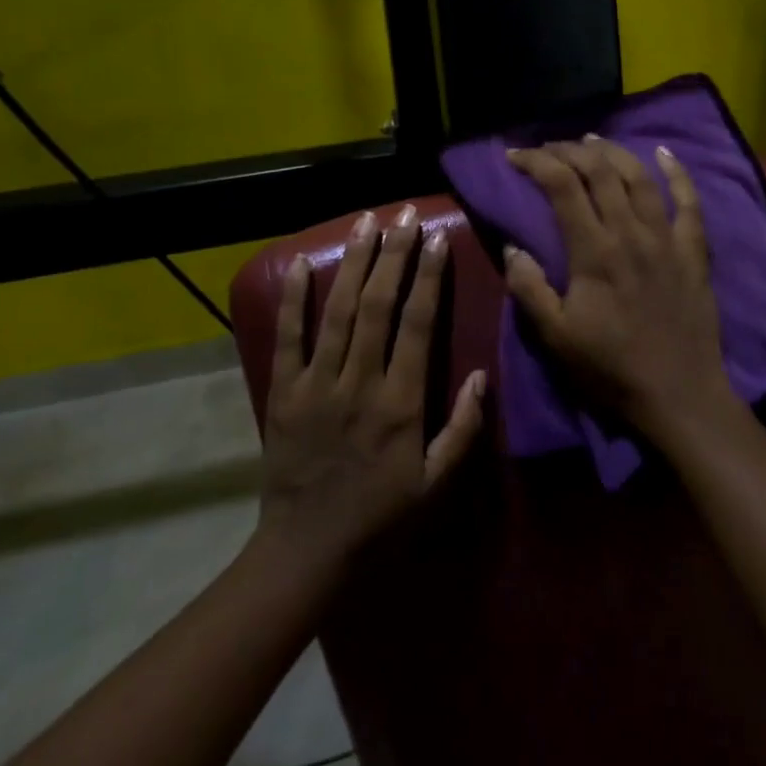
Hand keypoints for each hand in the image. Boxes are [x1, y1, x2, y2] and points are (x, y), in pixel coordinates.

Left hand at [258, 206, 487, 566]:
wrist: (307, 551)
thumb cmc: (381, 516)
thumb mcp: (437, 483)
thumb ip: (463, 428)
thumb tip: (481, 374)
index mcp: (400, 402)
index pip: (417, 324)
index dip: (429, 277)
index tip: (437, 238)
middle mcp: (359, 383)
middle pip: (377, 305)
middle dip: (392, 254)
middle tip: (403, 214)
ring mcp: (317, 384)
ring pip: (337, 312)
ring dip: (353, 263)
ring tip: (365, 222)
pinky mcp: (284, 393)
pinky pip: (288, 338)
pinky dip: (294, 300)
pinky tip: (304, 264)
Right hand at [503, 138, 736, 443]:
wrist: (679, 394)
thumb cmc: (611, 368)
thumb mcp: (556, 337)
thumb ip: (529, 288)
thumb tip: (512, 245)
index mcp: (594, 250)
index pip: (562, 186)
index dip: (536, 162)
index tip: (515, 156)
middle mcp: (631, 232)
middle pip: (600, 171)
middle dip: (570, 150)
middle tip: (548, 147)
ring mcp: (667, 238)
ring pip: (640, 177)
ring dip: (613, 152)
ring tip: (592, 140)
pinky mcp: (694, 250)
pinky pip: (689, 201)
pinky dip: (677, 172)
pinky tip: (663, 152)